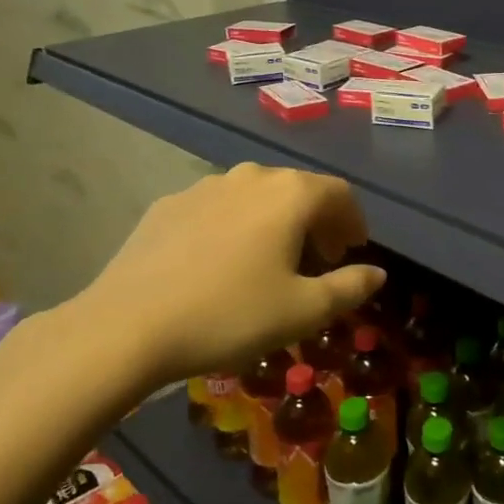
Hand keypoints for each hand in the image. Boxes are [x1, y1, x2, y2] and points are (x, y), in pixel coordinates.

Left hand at [60, 163, 384, 401]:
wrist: (126, 326)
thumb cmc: (229, 315)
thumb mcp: (303, 311)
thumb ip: (349, 287)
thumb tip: (378, 273)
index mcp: (290, 194)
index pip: (339, 194)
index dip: (353, 220)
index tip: (353, 250)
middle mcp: (251, 177)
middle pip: (298, 189)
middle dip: (317, 221)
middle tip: (318, 259)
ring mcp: (205, 186)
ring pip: (256, 196)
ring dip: (275, 221)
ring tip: (270, 260)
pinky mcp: (168, 204)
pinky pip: (218, 208)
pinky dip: (235, 226)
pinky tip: (220, 262)